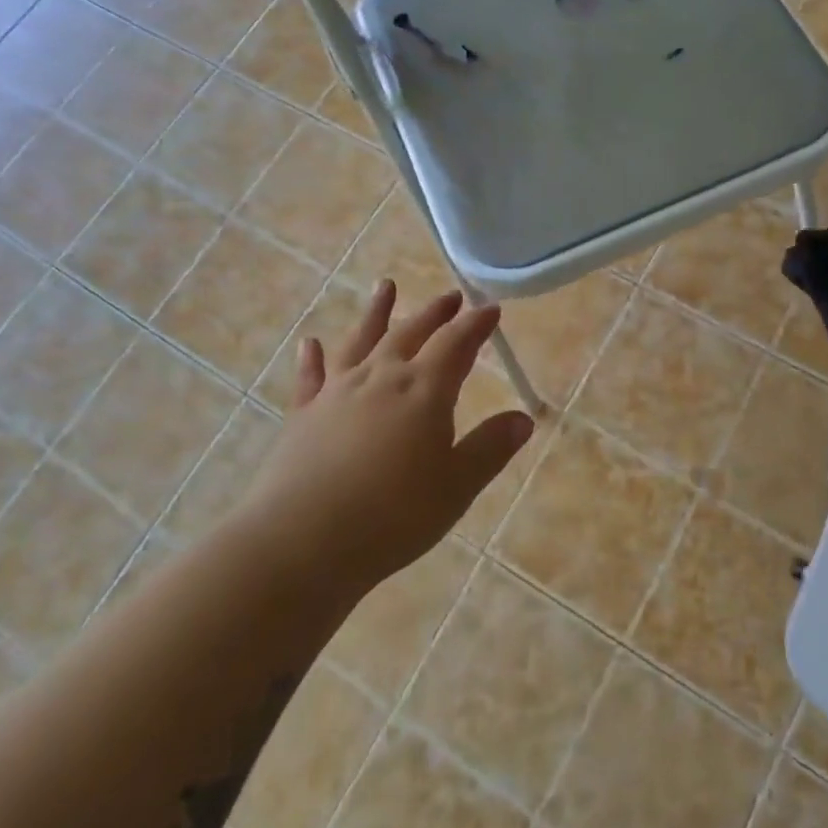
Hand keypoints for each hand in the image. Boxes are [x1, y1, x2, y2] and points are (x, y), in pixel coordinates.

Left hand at [252, 281, 535, 588]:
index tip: (491, 308)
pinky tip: (310, 343)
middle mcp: (381, 378)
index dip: (476, 325)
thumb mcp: (456, 486)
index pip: (456, 344)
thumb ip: (490, 448)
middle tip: (450, 296)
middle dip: (435, 313)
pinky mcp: (304, 414)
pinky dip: (312, 358)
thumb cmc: (393, 515)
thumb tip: (523, 419)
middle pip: (412, 333)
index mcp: (423, 390)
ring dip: (376, 312)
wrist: (304, 540)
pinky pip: (310, 376)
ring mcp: (337, 392)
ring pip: (361, 341)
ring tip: (385, 286)